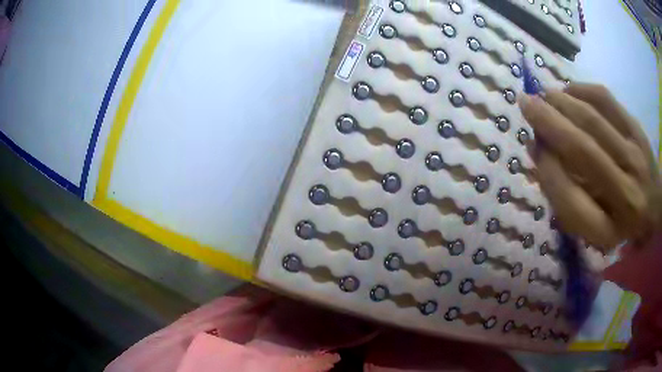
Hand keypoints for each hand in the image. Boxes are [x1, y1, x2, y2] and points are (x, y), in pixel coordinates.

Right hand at [519, 83, 660, 248]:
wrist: (655, 208)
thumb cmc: (621, 223)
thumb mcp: (593, 228)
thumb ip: (566, 197)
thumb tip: (536, 150)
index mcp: (609, 230)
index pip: (571, 201)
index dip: (547, 171)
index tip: (532, 148)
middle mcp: (625, 195)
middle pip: (583, 150)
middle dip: (549, 122)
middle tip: (526, 103)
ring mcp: (635, 158)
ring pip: (593, 120)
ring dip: (562, 102)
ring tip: (545, 95)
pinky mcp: (638, 130)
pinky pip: (607, 101)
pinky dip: (582, 90)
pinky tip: (569, 90)